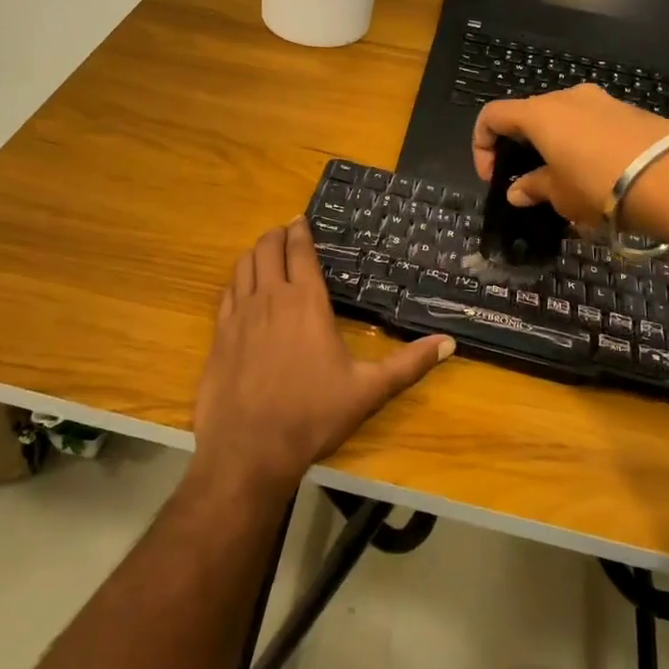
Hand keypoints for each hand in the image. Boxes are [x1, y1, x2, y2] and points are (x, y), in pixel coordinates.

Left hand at [191, 217, 454, 500]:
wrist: (249, 449)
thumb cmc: (313, 414)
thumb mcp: (368, 390)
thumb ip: (409, 364)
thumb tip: (449, 342)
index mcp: (305, 301)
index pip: (299, 251)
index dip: (299, 231)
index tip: (300, 219)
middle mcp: (269, 298)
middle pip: (267, 250)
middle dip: (276, 235)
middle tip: (285, 231)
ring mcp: (238, 315)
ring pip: (243, 266)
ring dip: (255, 253)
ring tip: (265, 252)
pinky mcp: (218, 335)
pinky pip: (226, 293)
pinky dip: (236, 280)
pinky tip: (241, 287)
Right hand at [473, 84, 668, 223]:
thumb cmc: (600, 186)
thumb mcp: (560, 195)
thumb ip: (534, 188)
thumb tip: (517, 191)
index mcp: (540, 113)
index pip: (493, 115)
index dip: (482, 145)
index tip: (494, 178)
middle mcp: (568, 97)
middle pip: (529, 115)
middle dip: (522, 147)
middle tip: (530, 182)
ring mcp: (603, 101)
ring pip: (564, 120)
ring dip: (556, 147)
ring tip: (568, 184)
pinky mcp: (632, 112)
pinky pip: (594, 125)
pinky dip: (584, 146)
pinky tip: (600, 177)